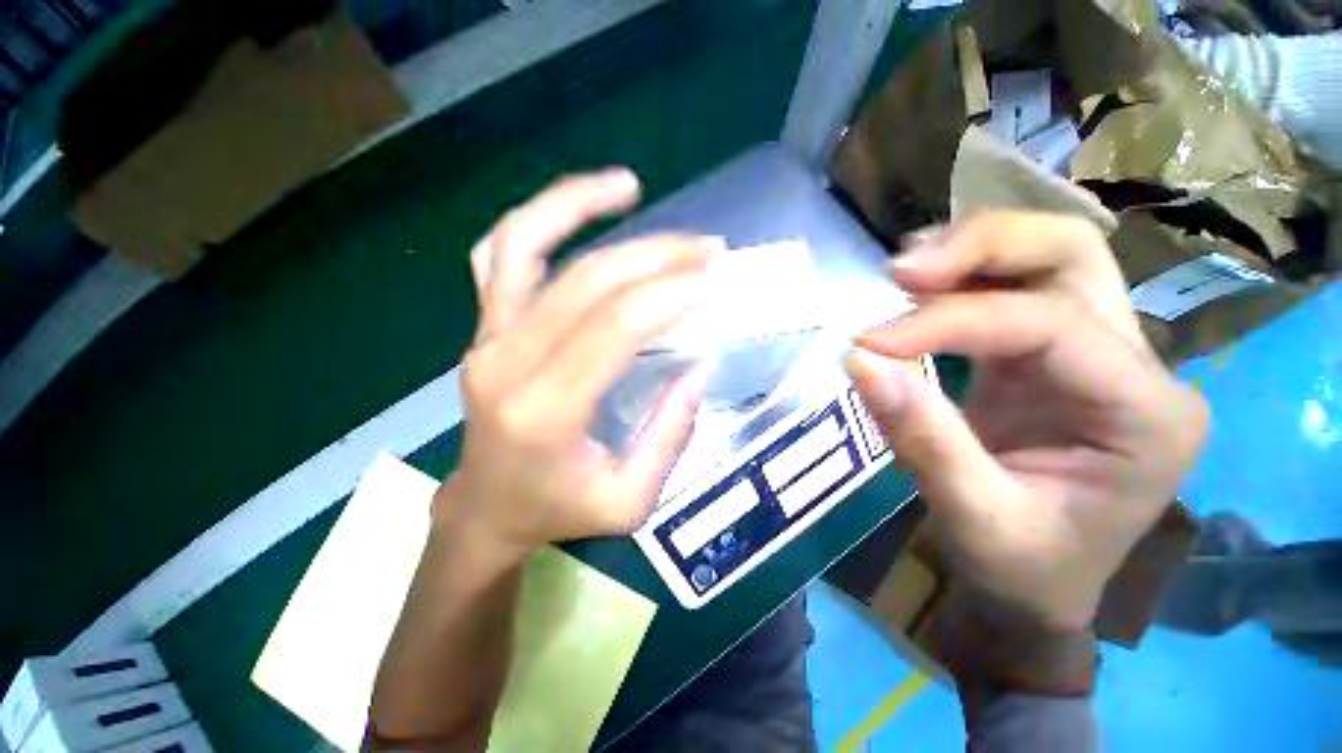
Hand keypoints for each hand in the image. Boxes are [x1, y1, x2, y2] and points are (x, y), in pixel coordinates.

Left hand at [437, 169, 716, 562]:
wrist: (487, 507)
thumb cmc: (558, 510)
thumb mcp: (630, 500)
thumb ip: (670, 436)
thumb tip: (700, 366)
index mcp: (546, 411)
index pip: (613, 326)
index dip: (667, 293)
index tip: (710, 278)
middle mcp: (507, 362)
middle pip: (587, 281)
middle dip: (655, 256)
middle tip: (705, 249)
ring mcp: (486, 336)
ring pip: (526, 243)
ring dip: (580, 204)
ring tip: (629, 186)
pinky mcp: (483, 327)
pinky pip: (501, 253)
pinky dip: (538, 219)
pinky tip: (578, 204)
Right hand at [848, 213, 1207, 639]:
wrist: (1035, 587)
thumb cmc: (1021, 569)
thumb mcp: (973, 517)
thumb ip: (922, 437)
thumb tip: (861, 362)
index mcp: (1147, 414)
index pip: (1047, 325)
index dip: (948, 323)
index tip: (868, 342)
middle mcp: (1139, 366)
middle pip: (1075, 255)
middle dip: (985, 246)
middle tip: (902, 271)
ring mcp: (1096, 355)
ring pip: (1049, 257)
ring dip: (971, 253)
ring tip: (903, 273)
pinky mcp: (1048, 358)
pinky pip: (1011, 291)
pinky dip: (960, 280)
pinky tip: (916, 291)